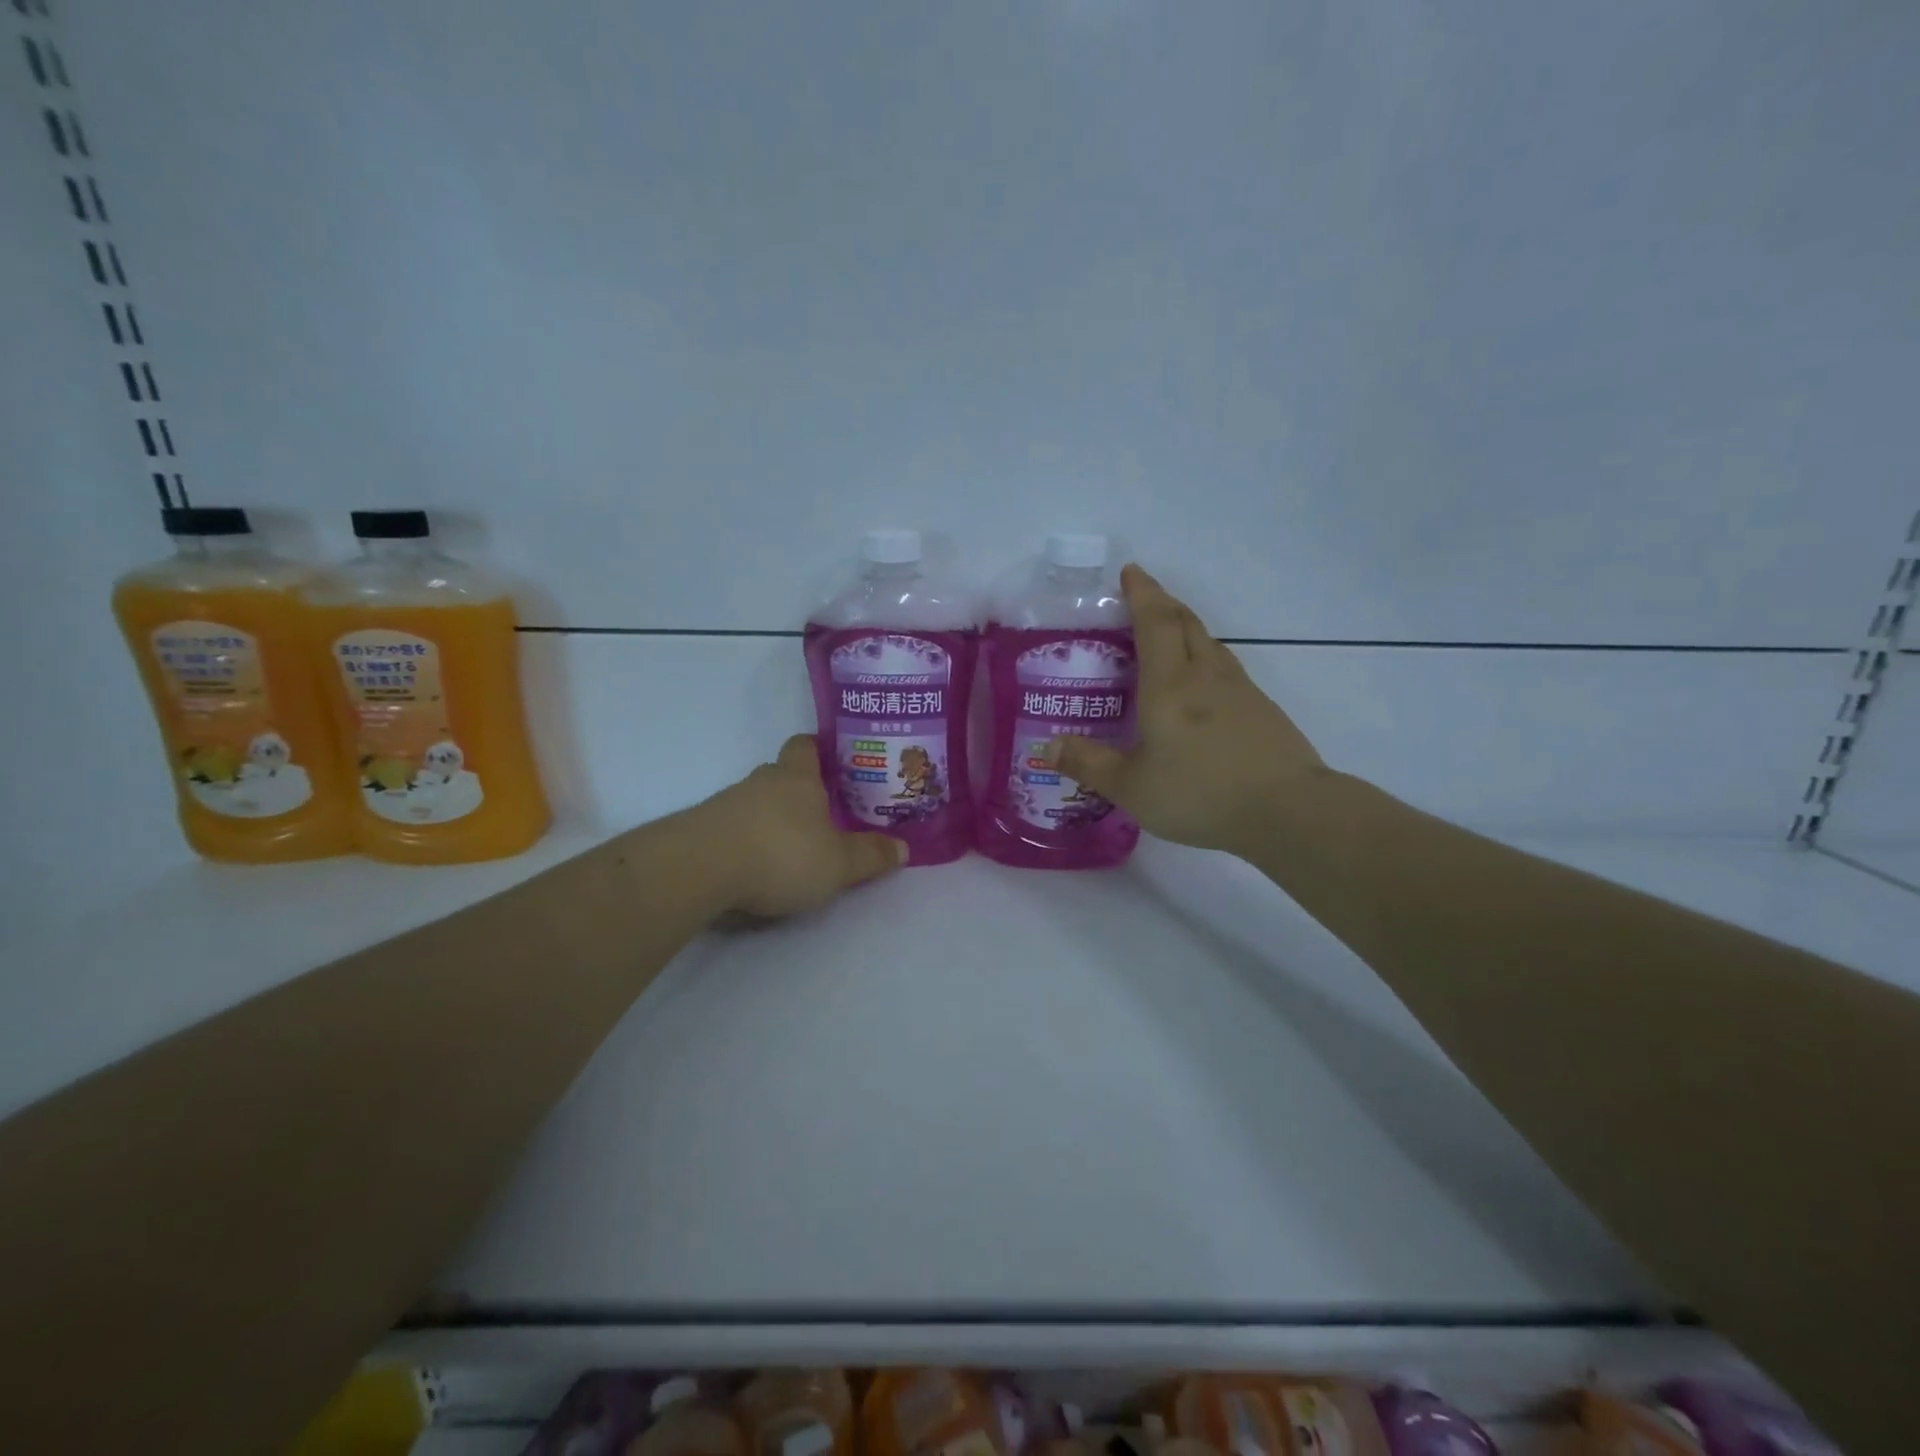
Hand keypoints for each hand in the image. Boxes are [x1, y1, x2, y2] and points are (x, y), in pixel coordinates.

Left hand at [702, 733, 907, 916]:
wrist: (700, 869)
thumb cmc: (781, 854)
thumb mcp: (839, 863)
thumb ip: (870, 856)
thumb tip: (903, 848)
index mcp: (798, 779)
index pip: (806, 746)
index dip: (819, 749)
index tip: (833, 761)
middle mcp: (761, 782)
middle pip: (781, 775)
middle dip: (799, 791)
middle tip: (822, 813)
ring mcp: (726, 804)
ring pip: (756, 803)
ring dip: (771, 819)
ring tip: (790, 848)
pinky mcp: (701, 830)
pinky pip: (732, 828)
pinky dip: (745, 841)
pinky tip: (755, 867)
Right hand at [1047, 565, 1324, 856]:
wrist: (1286, 810)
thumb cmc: (1199, 793)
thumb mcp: (1131, 787)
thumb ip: (1089, 764)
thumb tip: (1048, 746)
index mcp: (1169, 684)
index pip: (1154, 622)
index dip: (1142, 593)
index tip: (1131, 571)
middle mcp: (1205, 676)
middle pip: (1186, 623)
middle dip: (1164, 603)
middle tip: (1145, 597)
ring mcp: (1240, 690)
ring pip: (1210, 643)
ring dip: (1188, 628)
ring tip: (1170, 635)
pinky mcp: (1262, 710)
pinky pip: (1227, 669)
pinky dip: (1207, 659)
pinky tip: (1204, 686)